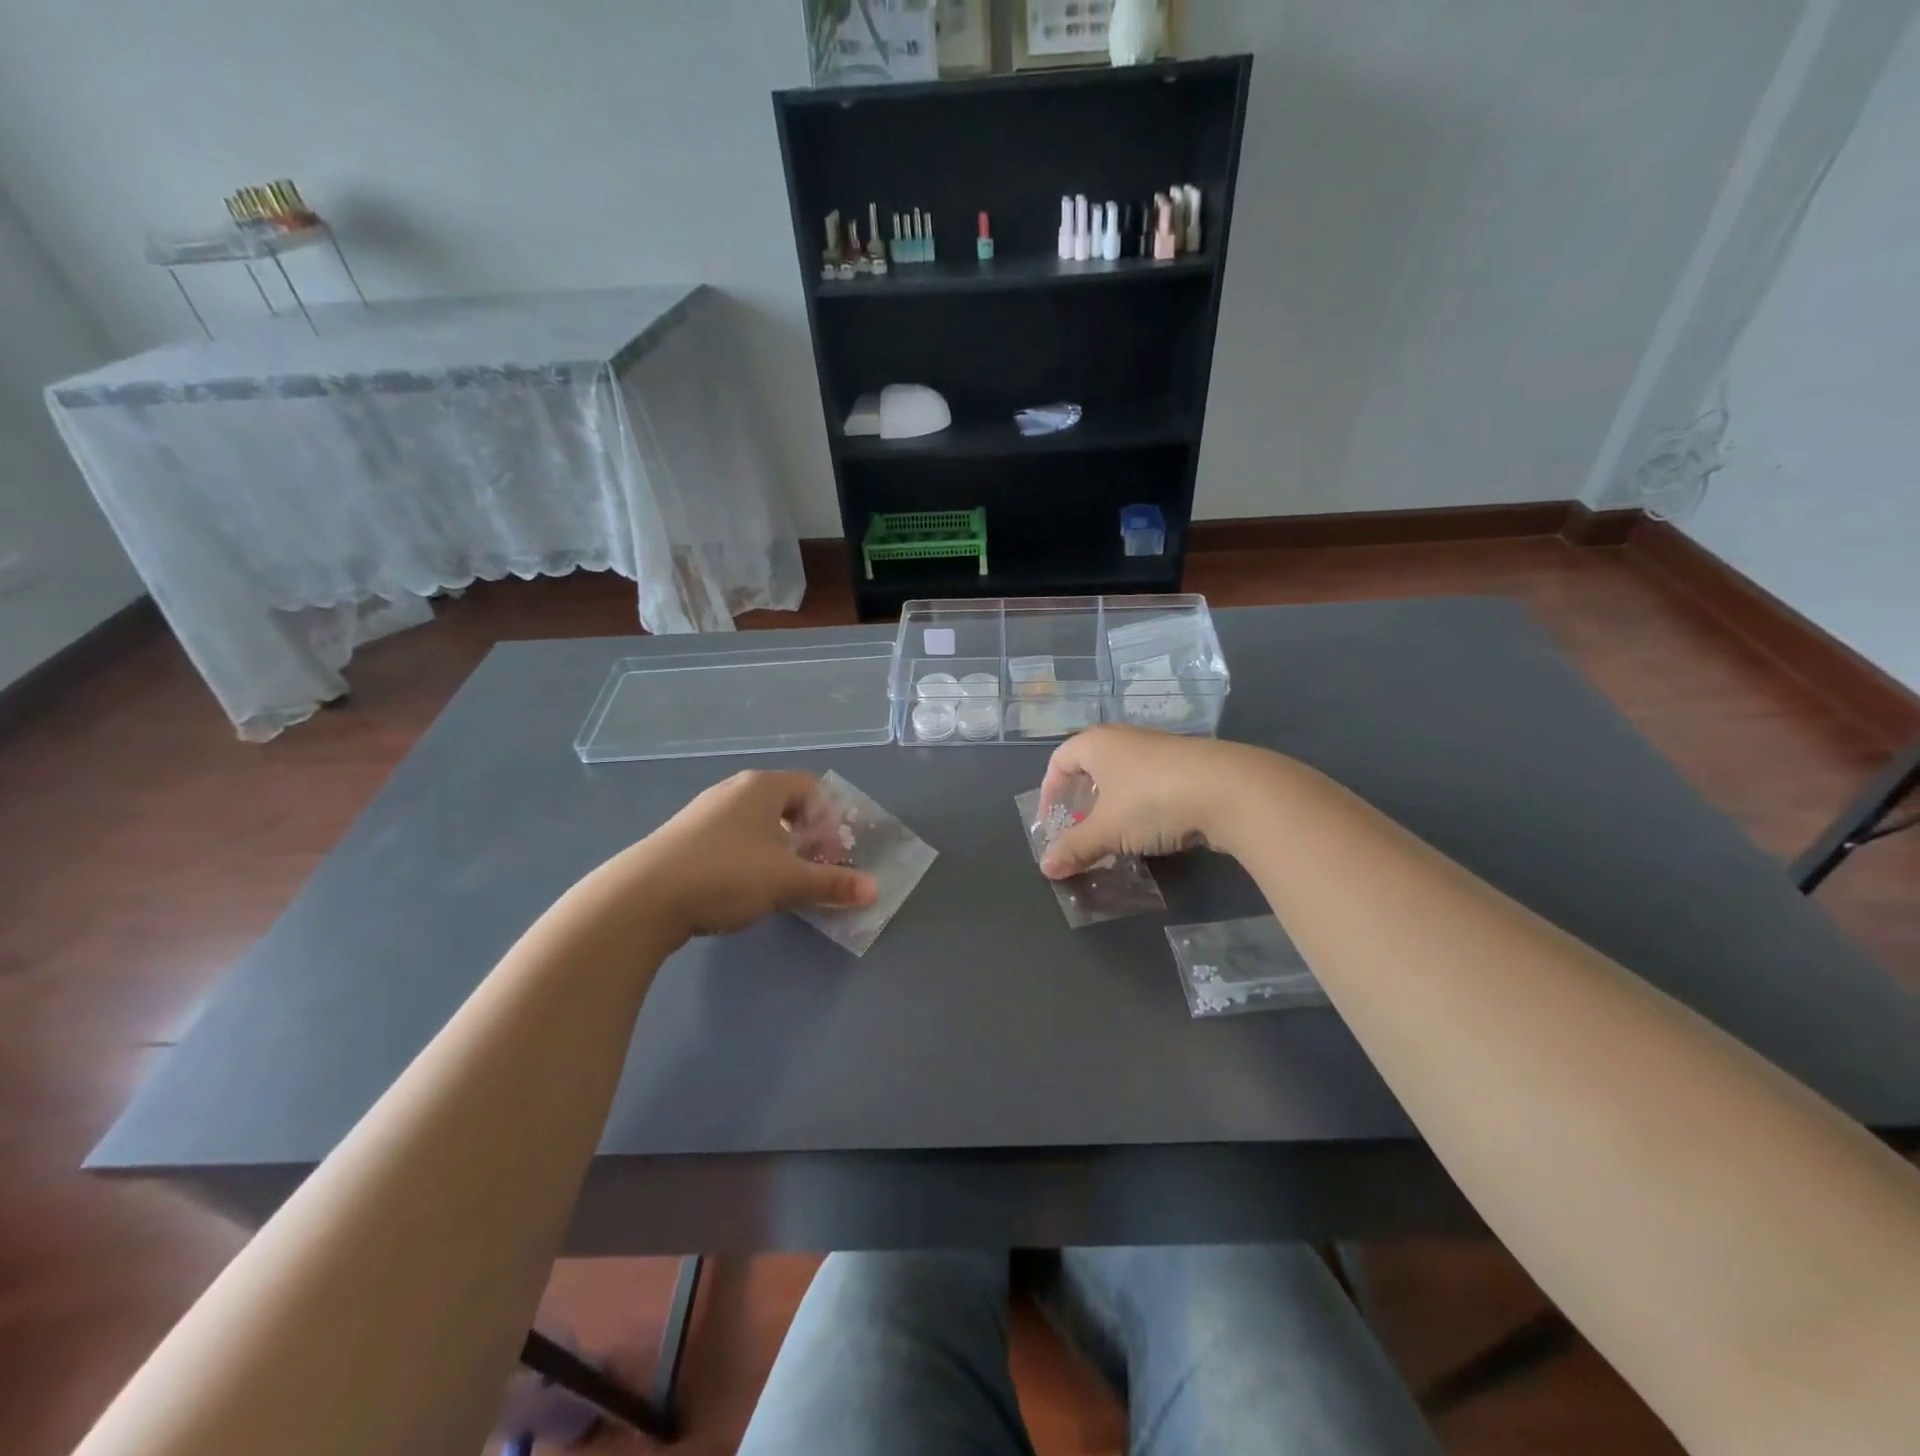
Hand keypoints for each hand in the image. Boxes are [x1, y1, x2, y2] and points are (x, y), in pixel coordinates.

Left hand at [620, 771, 878, 938]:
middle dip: (806, 836)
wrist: (642, 897)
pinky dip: (747, 857)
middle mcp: (733, 790)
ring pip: (756, 823)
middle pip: (784, 804)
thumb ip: (832, 884)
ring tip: (780, 882)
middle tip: (813, 867)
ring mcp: (704, 812)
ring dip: (777, 849)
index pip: (811, 788)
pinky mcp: (683, 837)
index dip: (830, 819)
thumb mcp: (787, 881)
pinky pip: (730, 838)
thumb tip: (875, 891)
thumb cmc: (726, 874)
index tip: (832, 853)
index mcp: (762, 787)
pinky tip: (740, 888)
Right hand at [1037, 725, 1279, 877]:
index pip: (1058, 761)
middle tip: (1080, 829)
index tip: (1051, 823)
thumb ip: (1076, 847)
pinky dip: (1141, 806)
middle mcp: (1125, 738)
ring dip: (1112, 805)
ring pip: (1123, 776)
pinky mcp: (1187, 765)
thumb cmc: (1153, 800)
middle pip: (1090, 767)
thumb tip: (1046, 868)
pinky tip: (1151, 831)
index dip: (1049, 792)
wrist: (1231, 789)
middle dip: (1081, 800)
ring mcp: (1159, 749)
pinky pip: (1150, 784)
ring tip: (1114, 835)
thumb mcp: (1108, 830)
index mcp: (1097, 743)